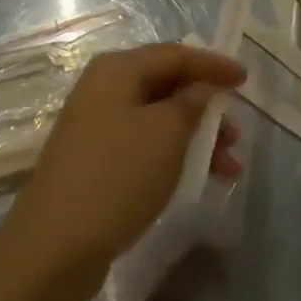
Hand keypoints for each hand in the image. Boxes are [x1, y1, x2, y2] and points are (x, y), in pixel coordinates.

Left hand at [0, 43, 244, 300]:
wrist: (54, 245)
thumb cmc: (116, 176)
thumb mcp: (165, 134)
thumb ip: (191, 103)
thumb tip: (201, 88)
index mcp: (116, 70)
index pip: (174, 54)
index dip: (212, 64)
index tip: (246, 79)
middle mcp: (103, 88)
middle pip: (165, 84)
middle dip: (205, 106)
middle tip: (236, 132)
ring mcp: (95, 125)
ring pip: (157, 118)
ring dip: (195, 136)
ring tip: (228, 167)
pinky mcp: (94, 159)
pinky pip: (144, 143)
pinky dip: (173, 154)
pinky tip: (196, 178)